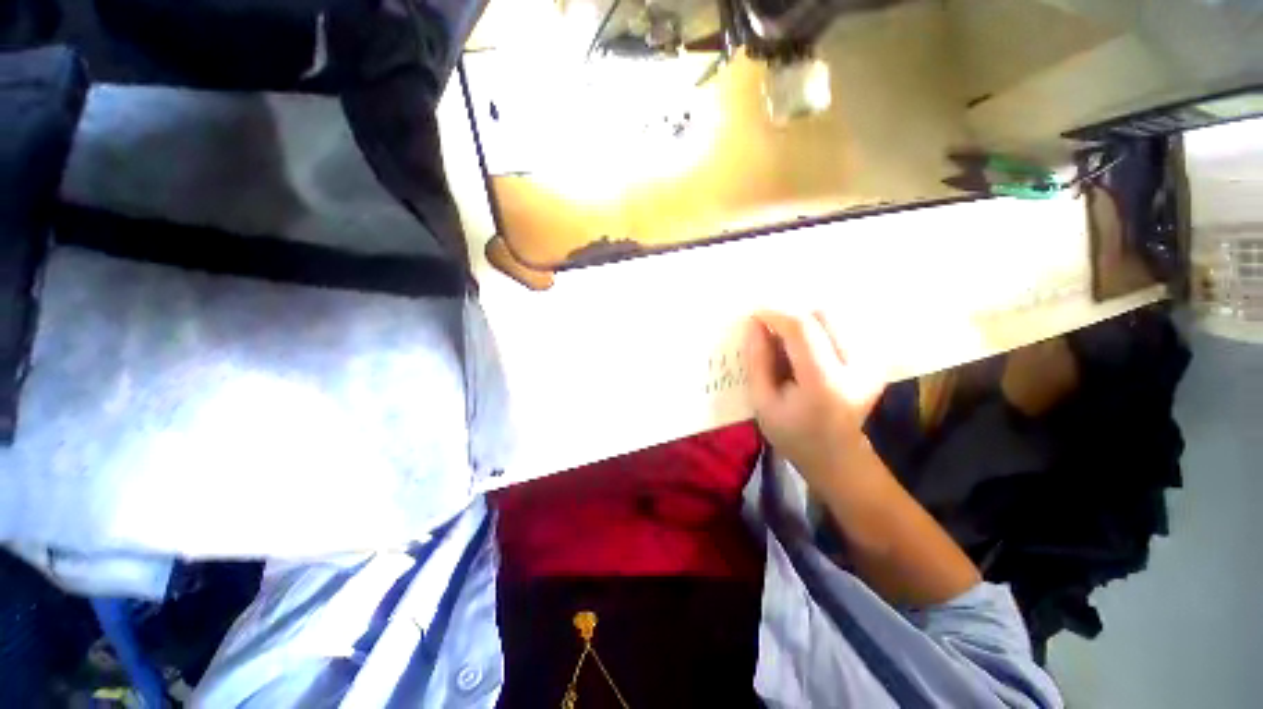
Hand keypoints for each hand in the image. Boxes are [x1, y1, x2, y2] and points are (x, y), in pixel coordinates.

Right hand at [743, 311, 886, 482]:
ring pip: (836, 318)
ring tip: (790, 347)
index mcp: (824, 382)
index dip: (775, 315)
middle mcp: (857, 367)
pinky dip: (821, 331)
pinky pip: (845, 328)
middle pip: (823, 315)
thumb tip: (754, 324)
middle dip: (792, 318)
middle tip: (772, 335)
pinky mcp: (876, 361)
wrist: (838, 457)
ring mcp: (873, 363)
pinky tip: (809, 351)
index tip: (754, 315)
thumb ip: (757, 361)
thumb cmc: (793, 434)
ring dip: (807, 324)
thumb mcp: (762, 402)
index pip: (802, 328)